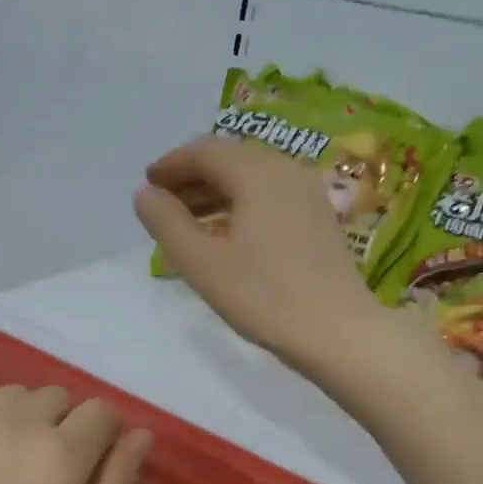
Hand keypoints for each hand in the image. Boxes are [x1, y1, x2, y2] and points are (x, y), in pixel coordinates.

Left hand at [0, 386, 152, 483]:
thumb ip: (116, 483)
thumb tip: (141, 434)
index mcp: (61, 452)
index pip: (103, 410)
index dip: (107, 433)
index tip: (96, 462)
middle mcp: (20, 422)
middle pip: (61, 396)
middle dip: (67, 423)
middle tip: (52, 470)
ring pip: (19, 395)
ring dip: (28, 417)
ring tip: (14, 460)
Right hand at [134, 137, 387, 370]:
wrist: (338, 332)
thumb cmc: (264, 297)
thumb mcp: (202, 263)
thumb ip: (167, 223)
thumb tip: (144, 194)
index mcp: (257, 172)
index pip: (204, 151)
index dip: (171, 165)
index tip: (147, 184)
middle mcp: (286, 170)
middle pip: (230, 159)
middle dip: (192, 178)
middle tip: (162, 204)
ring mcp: (308, 193)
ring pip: (251, 179)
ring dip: (215, 193)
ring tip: (188, 223)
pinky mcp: (319, 218)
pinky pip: (270, 197)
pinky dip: (240, 206)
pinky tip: (227, 236)